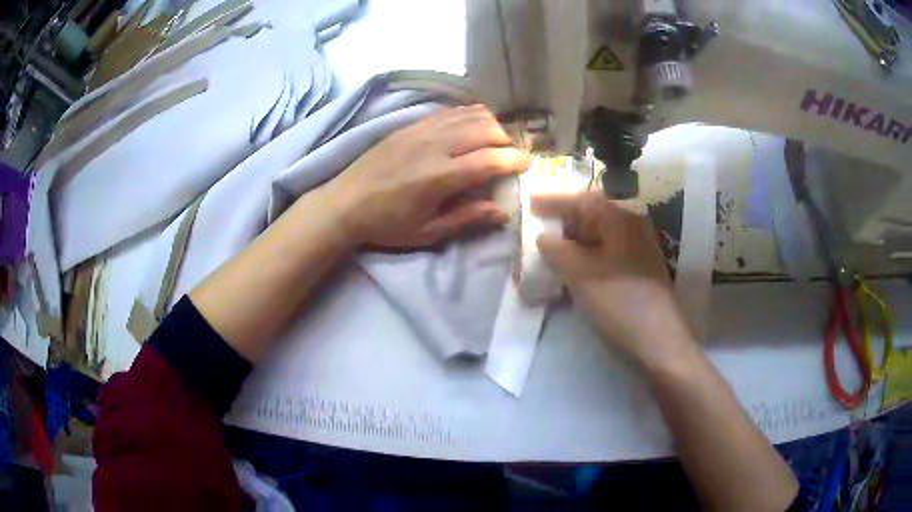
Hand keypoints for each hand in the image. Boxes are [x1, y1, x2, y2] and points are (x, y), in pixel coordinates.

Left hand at [324, 105, 530, 247]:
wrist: (344, 203)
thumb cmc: (387, 224)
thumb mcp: (427, 232)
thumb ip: (467, 219)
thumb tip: (502, 210)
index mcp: (440, 176)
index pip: (489, 159)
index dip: (514, 160)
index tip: (528, 164)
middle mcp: (434, 145)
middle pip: (484, 129)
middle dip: (507, 139)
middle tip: (513, 154)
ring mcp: (421, 130)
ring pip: (468, 115)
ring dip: (490, 124)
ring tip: (496, 140)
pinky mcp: (410, 125)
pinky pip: (449, 111)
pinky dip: (469, 116)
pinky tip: (471, 127)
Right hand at [533, 192, 694, 367]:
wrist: (659, 342)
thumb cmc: (620, 301)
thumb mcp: (581, 273)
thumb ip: (557, 250)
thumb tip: (544, 238)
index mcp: (621, 219)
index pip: (582, 200)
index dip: (554, 201)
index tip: (529, 204)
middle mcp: (632, 228)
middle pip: (592, 216)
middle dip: (563, 223)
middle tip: (538, 230)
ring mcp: (637, 251)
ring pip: (598, 238)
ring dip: (573, 244)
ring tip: (549, 254)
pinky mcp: (637, 273)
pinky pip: (605, 256)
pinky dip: (585, 259)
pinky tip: (571, 272)